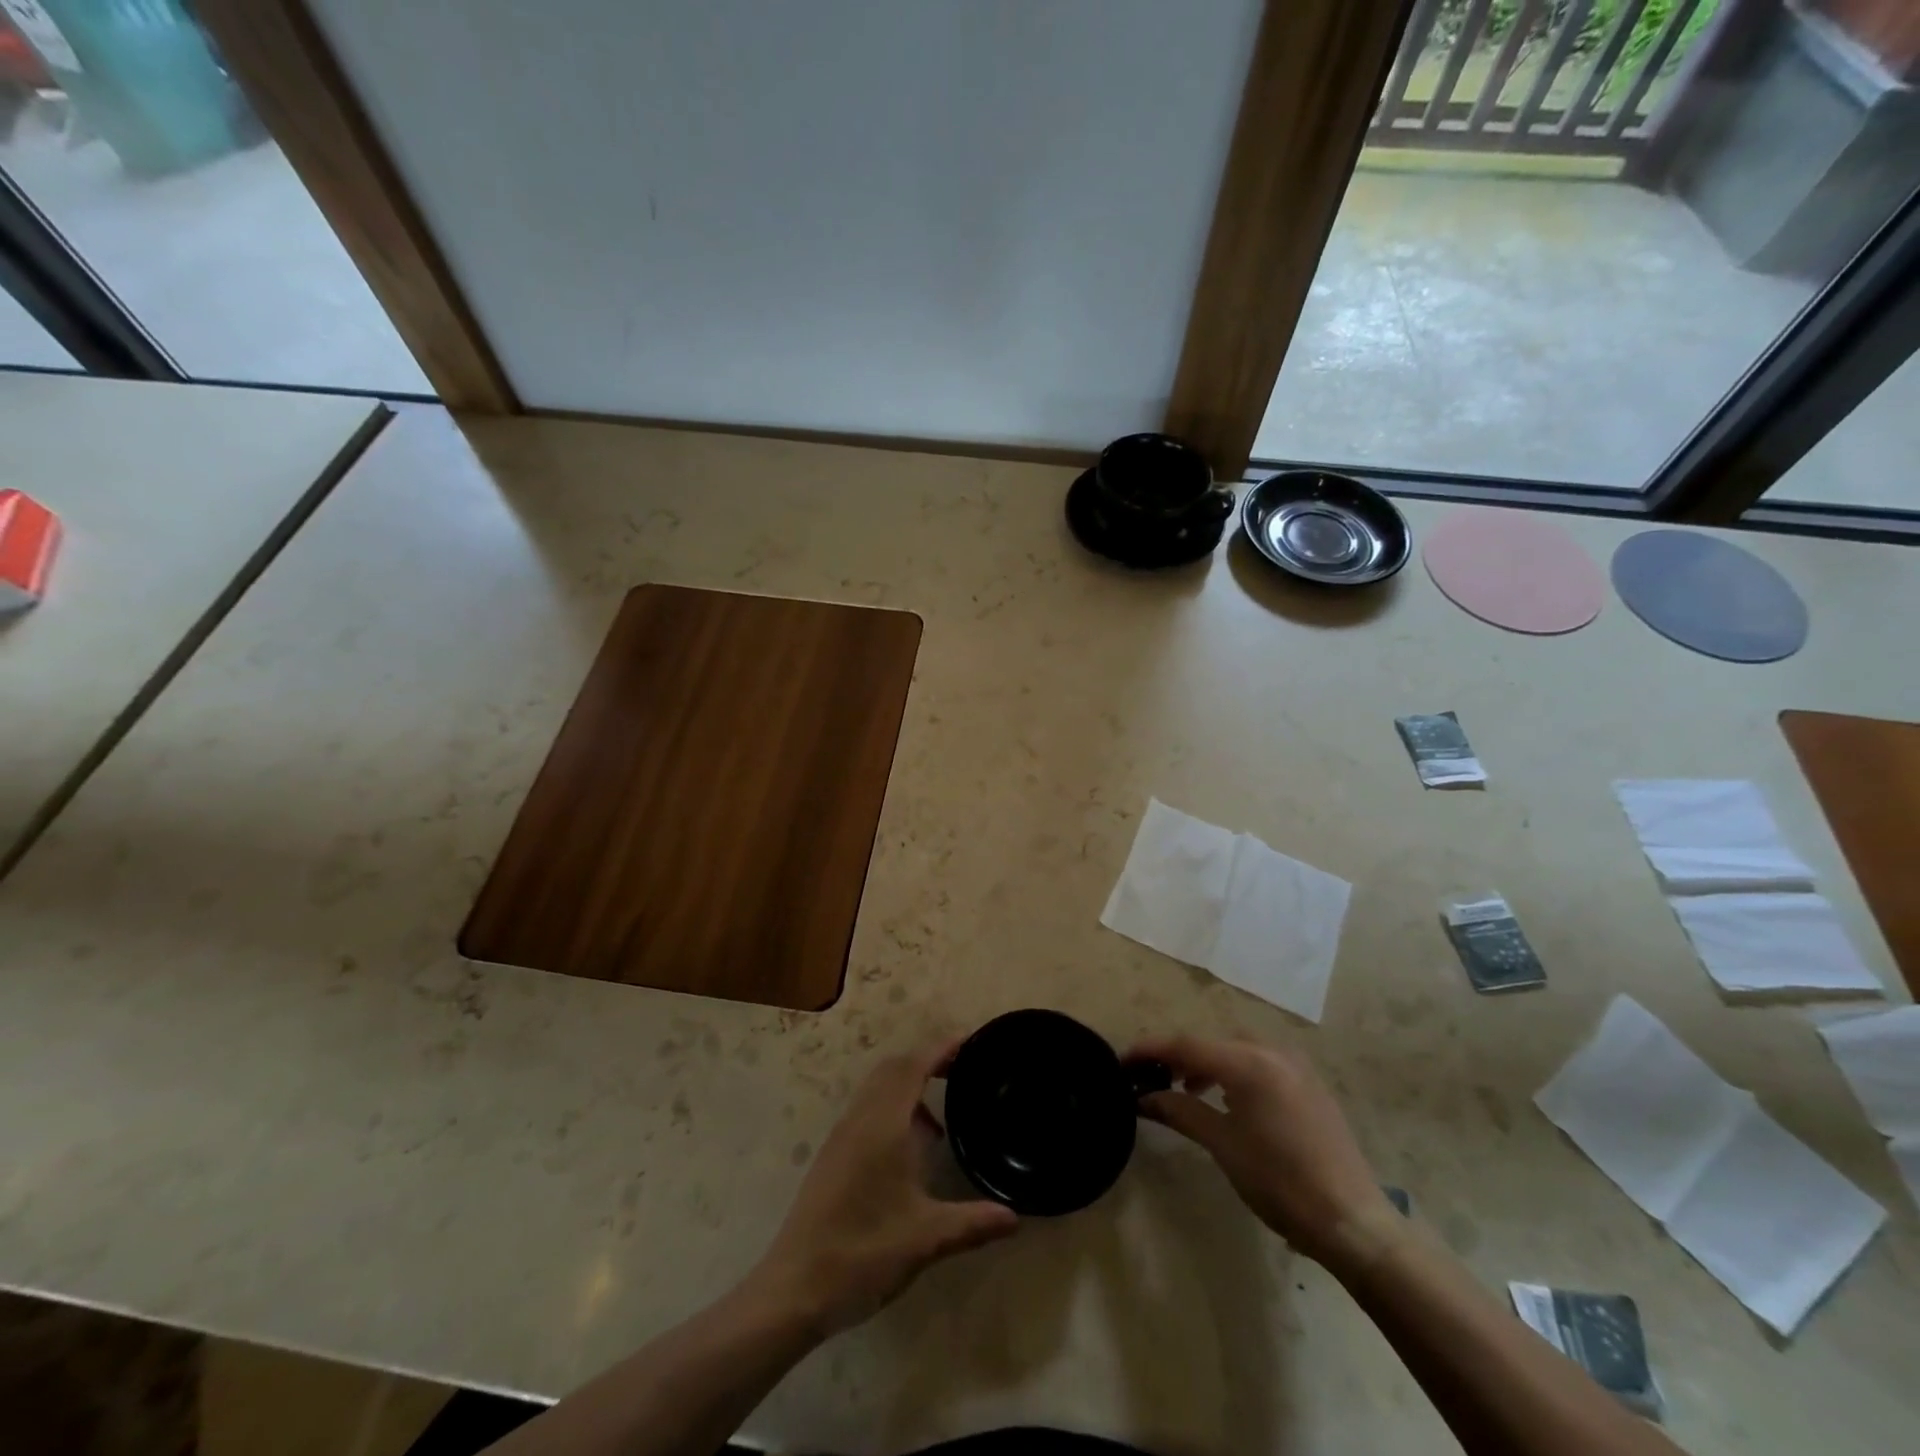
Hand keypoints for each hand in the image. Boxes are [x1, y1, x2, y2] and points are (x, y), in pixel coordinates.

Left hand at [750, 1035, 1018, 1336]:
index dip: (942, 1048)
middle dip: (927, 1060)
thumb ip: (972, 1223)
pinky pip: (867, 1109)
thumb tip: (1015, 1217)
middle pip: (894, 1068)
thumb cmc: (862, 1254)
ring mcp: (842, 1136)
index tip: (971, 1041)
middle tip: (962, 1071)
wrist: (793, 1289)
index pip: (914, 1066)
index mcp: (883, 1125)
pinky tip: (909, 1148)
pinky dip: (893, 1107)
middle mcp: (860, 1119)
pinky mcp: (833, 1155)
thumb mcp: (925, 1239)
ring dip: (908, 1085)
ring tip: (941, 1116)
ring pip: (877, 1088)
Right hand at [1129, 1034, 1397, 1271]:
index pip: (1186, 1045)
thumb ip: (1180, 1110)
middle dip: (1178, 1056)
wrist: (1352, 1222)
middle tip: (1152, 1079)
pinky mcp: (1309, 1084)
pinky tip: (1229, 1100)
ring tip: (1188, 1089)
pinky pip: (1260, 1062)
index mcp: (1249, 1062)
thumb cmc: (1280, 1182)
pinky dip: (1235, 1071)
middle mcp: (1272, 1051)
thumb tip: (1142, 1097)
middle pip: (1211, 1042)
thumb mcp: (1222, 1145)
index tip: (1122, 1061)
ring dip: (1207, 1063)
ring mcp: (1295, 1065)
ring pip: (1236, 1049)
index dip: (1150, 1050)